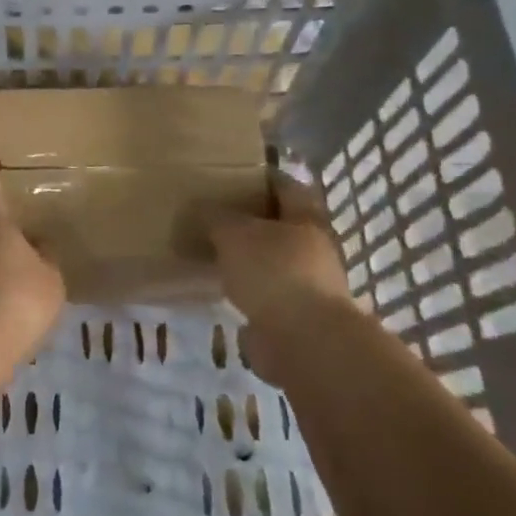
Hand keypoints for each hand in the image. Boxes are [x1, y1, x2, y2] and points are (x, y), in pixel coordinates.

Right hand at [210, 174, 354, 382]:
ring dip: (250, 258)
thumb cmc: (274, 272)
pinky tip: (222, 288)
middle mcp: (314, 248)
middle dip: (253, 220)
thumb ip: (216, 217)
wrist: (305, 342)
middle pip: (281, 225)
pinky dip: (248, 290)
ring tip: (214, 252)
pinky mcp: (296, 318)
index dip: (262, 177)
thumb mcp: (234, 234)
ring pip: (273, 261)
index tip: (234, 174)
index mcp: (306, 218)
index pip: (286, 186)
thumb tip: (200, 206)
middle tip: (216, 214)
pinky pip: (266, 294)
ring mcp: (308, 285)